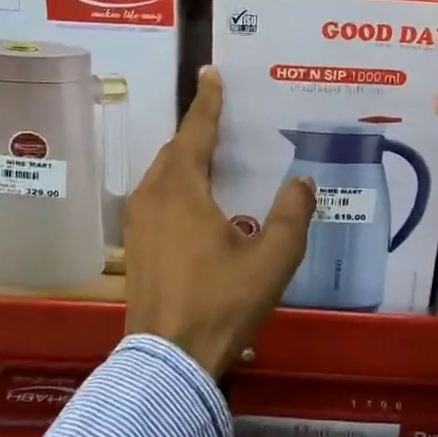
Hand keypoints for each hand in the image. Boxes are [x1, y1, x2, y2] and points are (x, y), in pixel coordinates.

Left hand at [123, 68, 316, 377]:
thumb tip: (302, 181)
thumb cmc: (220, 303)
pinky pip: (156, 196)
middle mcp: (152, 196)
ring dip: (186, 159)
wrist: (167, 362)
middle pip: (175, 150)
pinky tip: (197, 202)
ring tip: (214, 156)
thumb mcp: (271, 259)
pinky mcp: (135, 246)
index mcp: (181, 190)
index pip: (195, 132)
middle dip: (198, 131)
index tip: (211, 73)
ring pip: (163, 174)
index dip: (207, 102)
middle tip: (224, 118)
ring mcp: (137, 222)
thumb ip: (292, 215)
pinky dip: (177, 184)